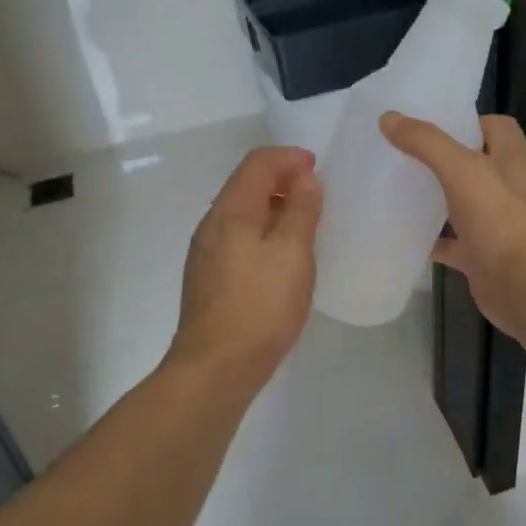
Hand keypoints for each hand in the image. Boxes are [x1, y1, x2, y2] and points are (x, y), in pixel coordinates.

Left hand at [166, 146, 321, 390]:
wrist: (216, 367)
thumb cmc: (261, 306)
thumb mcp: (293, 253)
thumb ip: (301, 210)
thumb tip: (304, 177)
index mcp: (230, 211)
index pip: (257, 163)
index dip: (289, 158)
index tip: (319, 169)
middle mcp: (211, 225)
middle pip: (246, 185)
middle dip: (282, 180)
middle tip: (316, 195)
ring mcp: (206, 254)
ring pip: (242, 214)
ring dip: (273, 208)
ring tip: (305, 224)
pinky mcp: (209, 279)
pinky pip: (238, 239)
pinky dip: (263, 233)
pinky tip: (282, 257)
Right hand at [380, 112, 525, 340]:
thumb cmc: (501, 220)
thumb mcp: (462, 170)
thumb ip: (426, 142)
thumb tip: (389, 117)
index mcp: (511, 160)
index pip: (495, 127)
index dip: (468, 121)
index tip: (431, 125)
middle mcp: (507, 188)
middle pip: (475, 164)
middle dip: (442, 159)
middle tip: (402, 154)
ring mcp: (496, 224)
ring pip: (462, 203)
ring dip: (435, 198)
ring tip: (396, 188)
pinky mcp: (482, 255)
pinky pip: (452, 243)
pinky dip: (432, 240)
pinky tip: (403, 236)